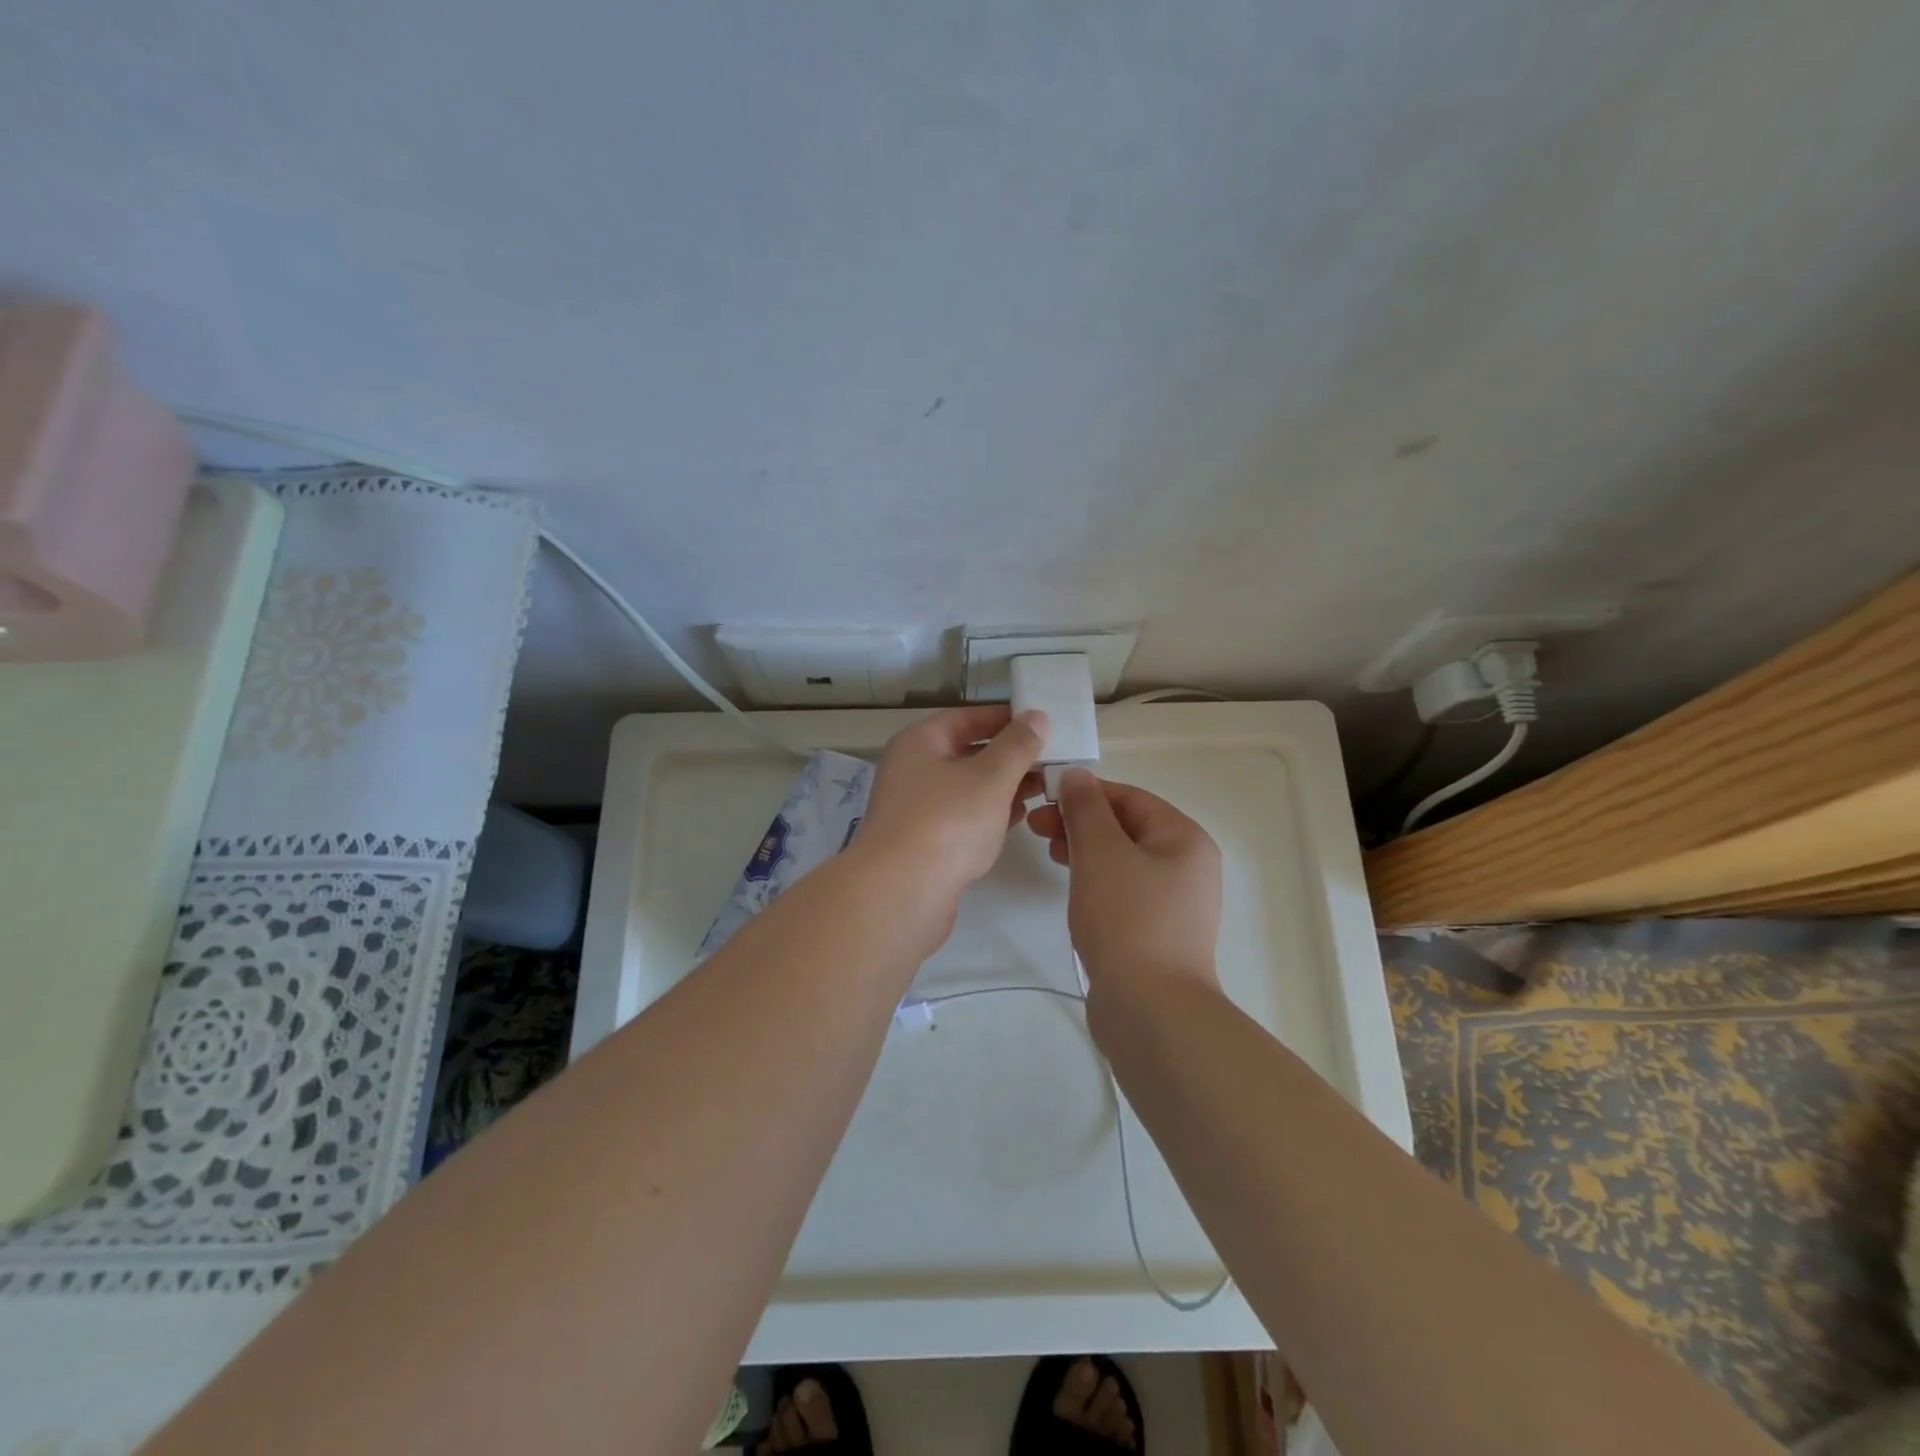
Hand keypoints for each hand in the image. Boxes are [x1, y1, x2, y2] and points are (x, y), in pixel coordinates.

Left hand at [854, 706, 1046, 928]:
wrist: (901, 894)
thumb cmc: (947, 822)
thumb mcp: (991, 777)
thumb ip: (1018, 746)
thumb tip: (1036, 717)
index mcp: (920, 743)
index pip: (967, 718)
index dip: (1005, 718)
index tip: (1043, 723)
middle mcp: (913, 770)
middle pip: (967, 753)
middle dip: (1009, 756)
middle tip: (1051, 761)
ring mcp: (916, 809)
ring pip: (967, 788)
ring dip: (1003, 787)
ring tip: (1043, 789)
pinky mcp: (924, 843)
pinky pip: (963, 818)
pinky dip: (989, 814)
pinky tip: (1019, 818)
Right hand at [1027, 769, 1221, 990]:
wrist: (1151, 1011)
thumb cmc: (1127, 920)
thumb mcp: (1101, 853)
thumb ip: (1086, 808)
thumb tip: (1077, 776)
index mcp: (1184, 839)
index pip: (1129, 797)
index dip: (1085, 792)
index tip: (1043, 798)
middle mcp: (1187, 866)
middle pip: (1126, 827)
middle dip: (1080, 822)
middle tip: (1036, 828)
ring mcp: (1175, 902)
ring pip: (1122, 859)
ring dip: (1084, 849)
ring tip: (1049, 854)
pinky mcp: (1157, 932)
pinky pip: (1123, 890)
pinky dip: (1095, 880)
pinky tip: (1072, 888)